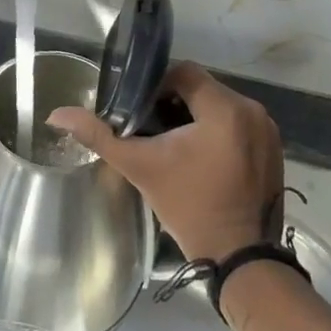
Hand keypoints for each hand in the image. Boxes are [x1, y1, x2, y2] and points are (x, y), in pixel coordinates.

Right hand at [49, 63, 283, 261]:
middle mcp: (252, 111)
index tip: (140, 111)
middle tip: (153, 130)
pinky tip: (200, 157)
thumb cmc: (189, 207)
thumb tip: (56, 114)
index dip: (156, 86)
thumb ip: (100, 136)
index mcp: (225, 108)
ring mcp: (267, 130)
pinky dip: (218, 131)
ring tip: (174, 144)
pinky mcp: (274, 149)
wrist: (240, 258)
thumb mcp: (140, 167)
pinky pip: (238, 124)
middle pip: (202, 88)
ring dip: (196, 117)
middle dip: (175, 103)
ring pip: (220, 105)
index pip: (184, 72)